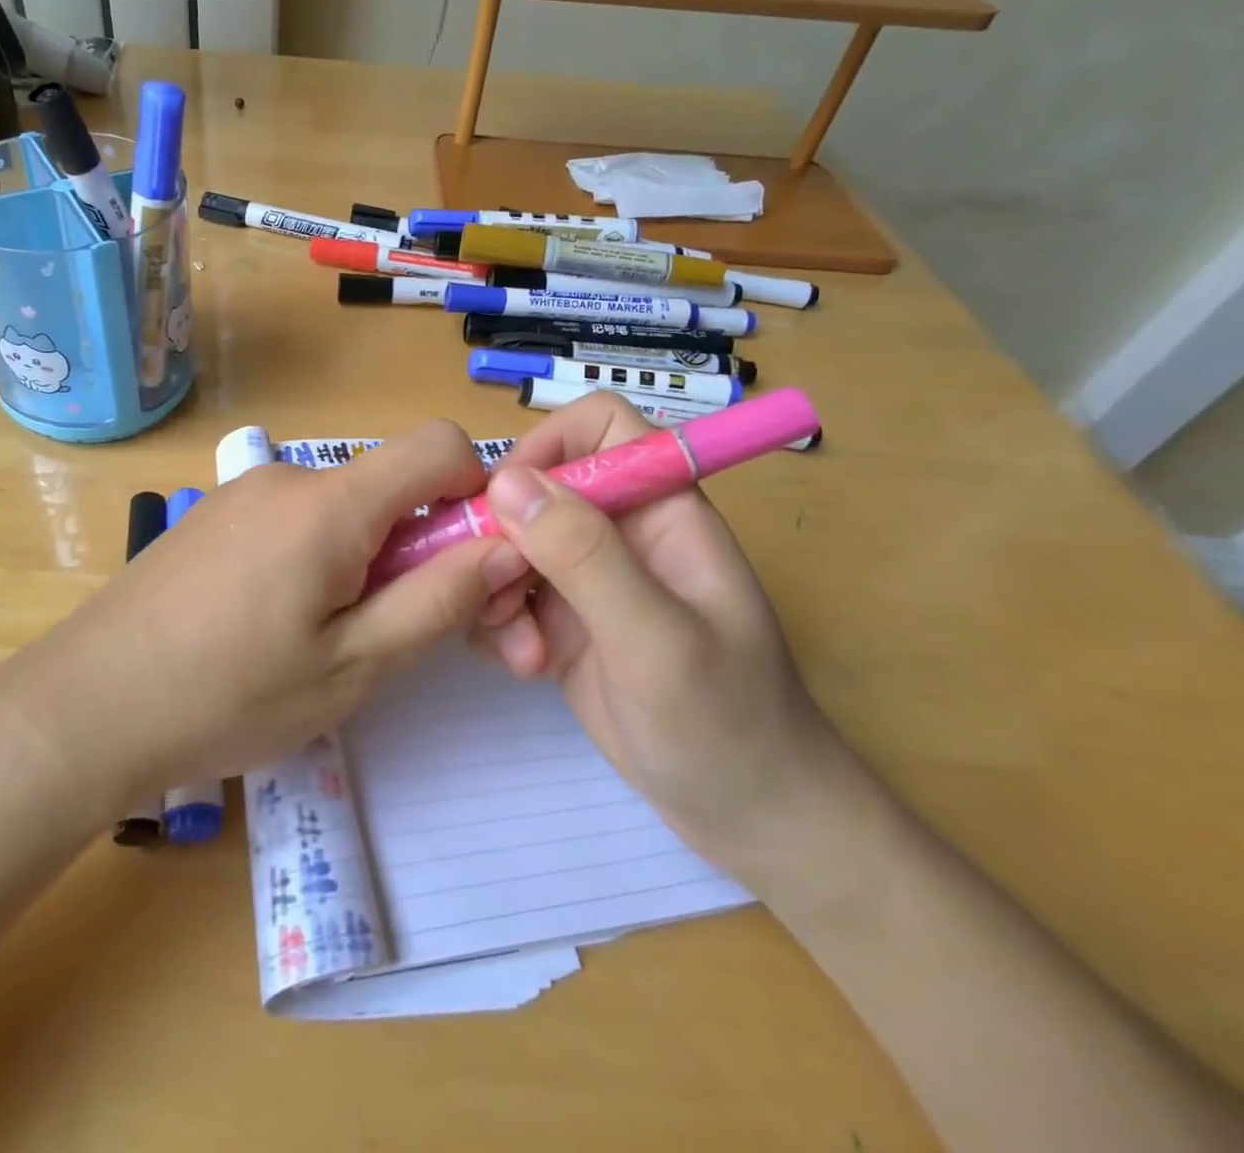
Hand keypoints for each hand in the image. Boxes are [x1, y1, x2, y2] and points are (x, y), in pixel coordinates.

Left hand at [21, 420, 524, 808]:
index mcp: (330, 503)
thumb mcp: (353, 665)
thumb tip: (510, 547)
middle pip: (389, 483)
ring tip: (326, 638)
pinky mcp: (214, 517)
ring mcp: (243, 493)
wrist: (85, 707)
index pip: (438, 444)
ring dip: (365, 557)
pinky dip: (318, 556)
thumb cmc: (227, 696)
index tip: (470, 560)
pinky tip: (276, 623)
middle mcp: (287, 477)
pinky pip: (295, 518)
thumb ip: (440, 600)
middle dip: (419, 542)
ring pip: (342, 505)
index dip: (476, 491)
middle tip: (395, 628)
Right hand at [474, 392, 846, 870]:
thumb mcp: (656, 640)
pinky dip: (499, 622)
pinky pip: (506, 591)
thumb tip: (507, 480)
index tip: (506, 502)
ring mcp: (588, 577)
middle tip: (501, 597)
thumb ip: (584, 556)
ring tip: (522, 650)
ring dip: (496, 589)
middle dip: (504, 537)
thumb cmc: (726, 723)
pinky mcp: (563, 619)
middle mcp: (620, 531)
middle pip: (536, 487)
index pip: (599, 427)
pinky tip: (524, 666)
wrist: (746, 817)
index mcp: (662, 509)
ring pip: (510, 542)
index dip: (548, 446)